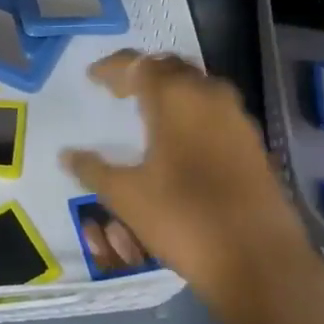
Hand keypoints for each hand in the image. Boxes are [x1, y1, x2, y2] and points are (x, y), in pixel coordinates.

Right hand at [61, 51, 323, 318]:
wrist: (256, 258)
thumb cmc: (182, 218)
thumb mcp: (127, 196)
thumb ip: (93, 170)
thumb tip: (67, 155)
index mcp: (176, 98)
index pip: (138, 65)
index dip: (112, 68)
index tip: (92, 76)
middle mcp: (210, 96)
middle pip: (172, 68)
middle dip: (143, 73)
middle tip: (119, 88)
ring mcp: (237, 118)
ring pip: (198, 87)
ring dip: (171, 90)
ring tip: (147, 109)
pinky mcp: (253, 142)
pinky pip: (216, 111)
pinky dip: (192, 112)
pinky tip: (180, 138)